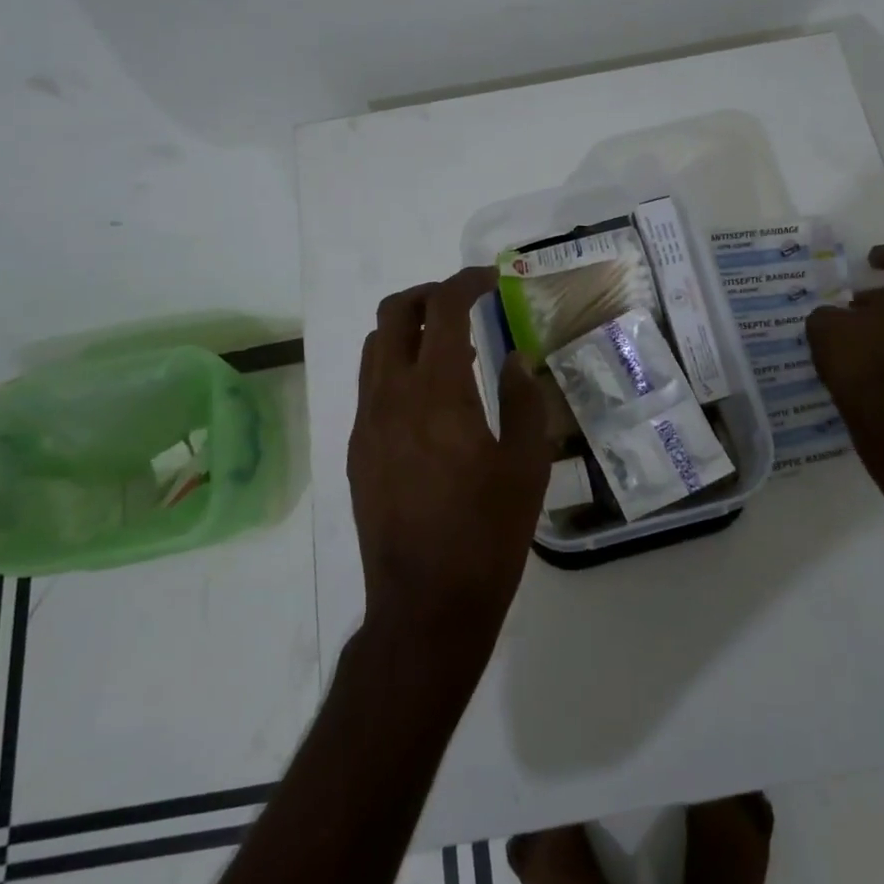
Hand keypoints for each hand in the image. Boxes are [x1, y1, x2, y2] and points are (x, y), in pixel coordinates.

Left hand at [348, 266, 549, 652]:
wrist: (425, 604)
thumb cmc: (487, 534)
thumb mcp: (526, 466)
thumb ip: (525, 402)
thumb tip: (517, 361)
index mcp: (437, 393)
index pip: (443, 310)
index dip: (467, 282)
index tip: (491, 279)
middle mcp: (391, 397)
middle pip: (393, 314)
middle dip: (428, 295)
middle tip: (465, 303)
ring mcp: (366, 424)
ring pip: (376, 349)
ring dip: (409, 331)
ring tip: (450, 348)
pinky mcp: (357, 451)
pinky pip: (372, 387)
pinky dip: (398, 369)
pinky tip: (431, 401)